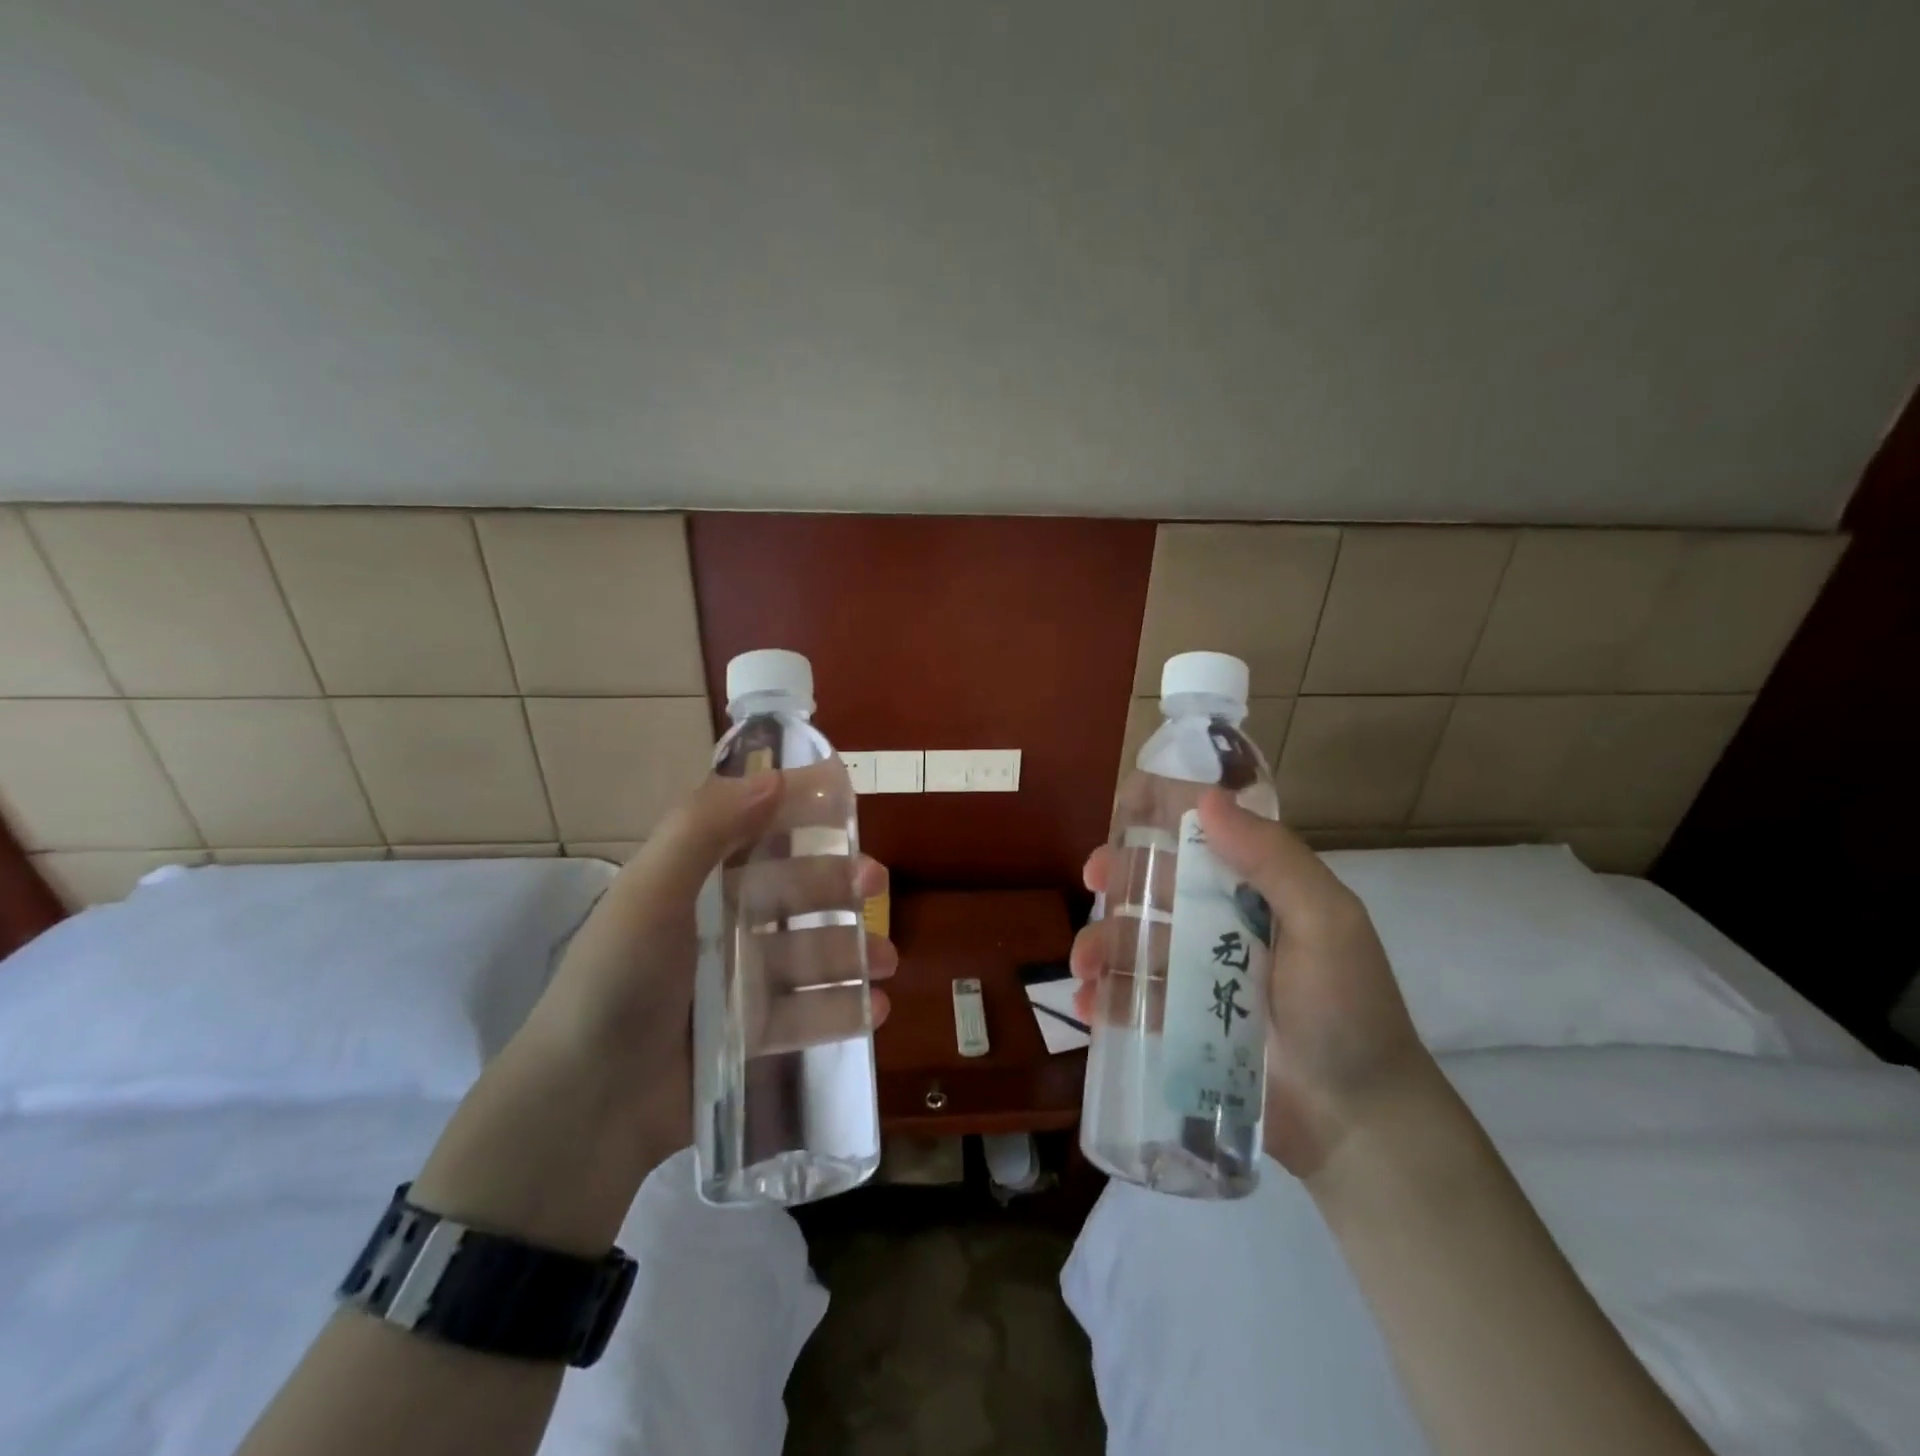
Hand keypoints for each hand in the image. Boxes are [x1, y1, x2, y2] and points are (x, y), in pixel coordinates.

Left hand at [519, 771, 895, 1141]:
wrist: (585, 1105)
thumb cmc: (617, 981)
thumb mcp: (650, 892)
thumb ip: (705, 827)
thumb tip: (775, 775)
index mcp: (694, 884)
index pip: (754, 833)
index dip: (798, 812)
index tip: (845, 800)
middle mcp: (720, 927)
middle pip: (793, 893)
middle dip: (838, 884)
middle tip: (877, 885)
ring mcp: (738, 985)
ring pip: (809, 954)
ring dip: (853, 951)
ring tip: (887, 961)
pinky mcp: (751, 1038)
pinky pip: (807, 1015)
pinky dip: (843, 1009)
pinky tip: (876, 1009)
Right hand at [1071, 788, 1430, 1179]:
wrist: (1358, 1124)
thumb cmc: (1346, 1011)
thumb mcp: (1326, 923)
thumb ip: (1273, 859)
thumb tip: (1207, 799)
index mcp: (1260, 890)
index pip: (1205, 836)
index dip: (1163, 818)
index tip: (1125, 814)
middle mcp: (1226, 924)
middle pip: (1159, 886)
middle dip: (1119, 876)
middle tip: (1092, 880)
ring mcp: (1201, 976)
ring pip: (1137, 942)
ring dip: (1102, 943)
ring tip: (1083, 966)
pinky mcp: (1184, 1024)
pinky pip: (1134, 999)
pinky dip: (1106, 997)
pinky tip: (1090, 1005)